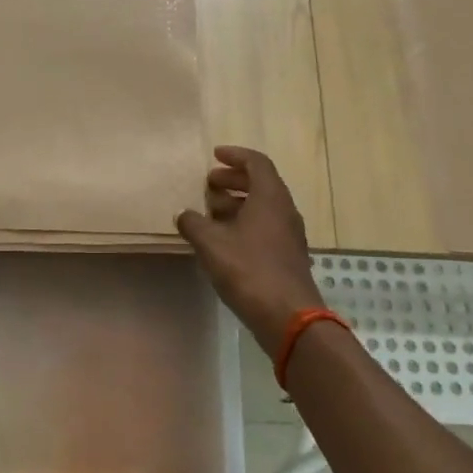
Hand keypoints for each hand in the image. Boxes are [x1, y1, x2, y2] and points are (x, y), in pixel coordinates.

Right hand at [176, 146, 324, 358]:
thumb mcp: (212, 244)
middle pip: (261, 183)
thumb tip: (183, 214)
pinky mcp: (287, 256)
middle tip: (208, 184)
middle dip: (233, 180)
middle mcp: (284, 210)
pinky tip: (223, 240)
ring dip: (237, 203)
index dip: (235, 156)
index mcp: (270, 197)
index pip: (257, 163)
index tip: (215, 155)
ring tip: (210, 212)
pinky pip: (265, 227)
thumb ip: (194, 224)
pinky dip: (244, 224)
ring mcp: (289, 235)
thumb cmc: (249, 270)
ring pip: (262, 207)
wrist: (288, 316)